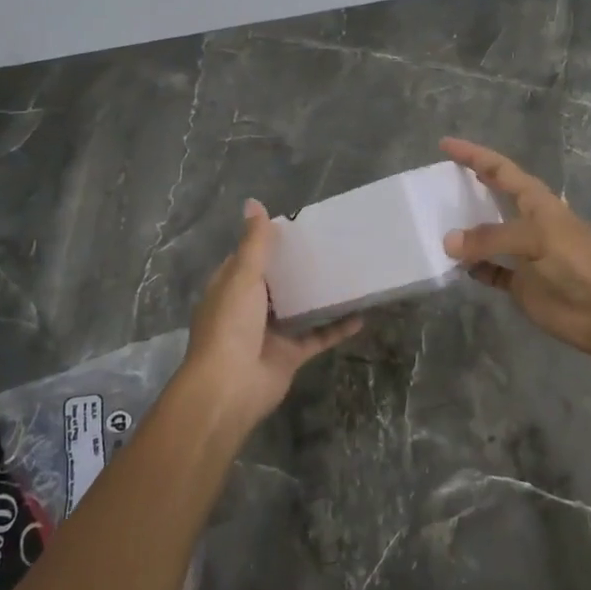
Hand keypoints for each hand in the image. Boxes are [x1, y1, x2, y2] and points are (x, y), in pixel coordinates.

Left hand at [180, 199, 361, 427]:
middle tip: (330, 245)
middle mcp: (248, 308)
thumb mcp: (242, 276)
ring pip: (298, 308)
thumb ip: (254, 242)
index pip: (247, 258)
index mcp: (230, 287)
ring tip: (347, 273)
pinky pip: (316, 337)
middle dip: (297, 267)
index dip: (267, 243)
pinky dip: (336, 328)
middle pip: (275, 282)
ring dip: (318, 295)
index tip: (297, 228)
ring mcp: (270, 333)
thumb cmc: (231, 324)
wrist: (230, 387)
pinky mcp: (289, 356)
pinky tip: (360, 315)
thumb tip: (253, 202)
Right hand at [440, 137, 590, 359]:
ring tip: (433, 224)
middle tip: (434, 183)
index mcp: (536, 201)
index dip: (473, 154)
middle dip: (467, 187)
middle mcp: (528, 222)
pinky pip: (490, 271)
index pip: (499, 168)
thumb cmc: (577, 262)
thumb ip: (490, 238)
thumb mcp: (535, 239)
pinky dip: (474, 269)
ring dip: (465, 232)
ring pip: (487, 236)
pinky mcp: (520, 283)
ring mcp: (523, 254)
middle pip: (492, 197)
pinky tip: (455, 267)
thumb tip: (448, 242)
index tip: (445, 144)